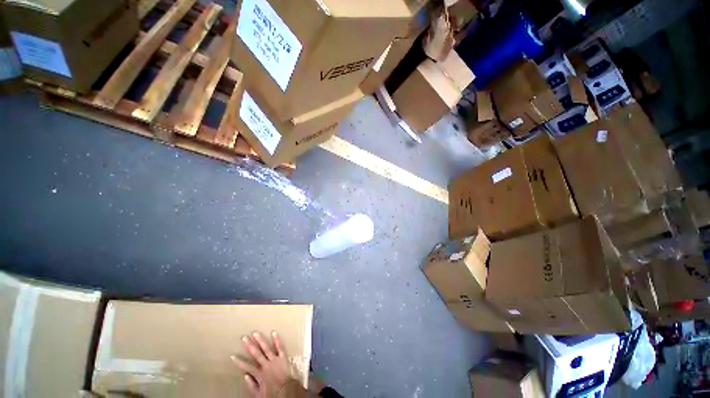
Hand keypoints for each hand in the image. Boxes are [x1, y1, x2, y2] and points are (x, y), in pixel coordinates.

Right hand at [232, 331, 302, 396]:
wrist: (287, 391)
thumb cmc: (273, 394)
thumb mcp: (259, 394)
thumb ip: (251, 385)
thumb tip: (245, 376)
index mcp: (260, 374)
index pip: (247, 367)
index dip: (239, 361)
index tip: (233, 355)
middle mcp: (266, 365)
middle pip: (256, 354)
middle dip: (250, 345)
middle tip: (244, 337)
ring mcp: (275, 360)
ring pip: (267, 348)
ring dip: (261, 340)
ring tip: (256, 333)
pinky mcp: (283, 357)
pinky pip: (280, 347)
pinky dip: (277, 340)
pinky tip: (274, 332)